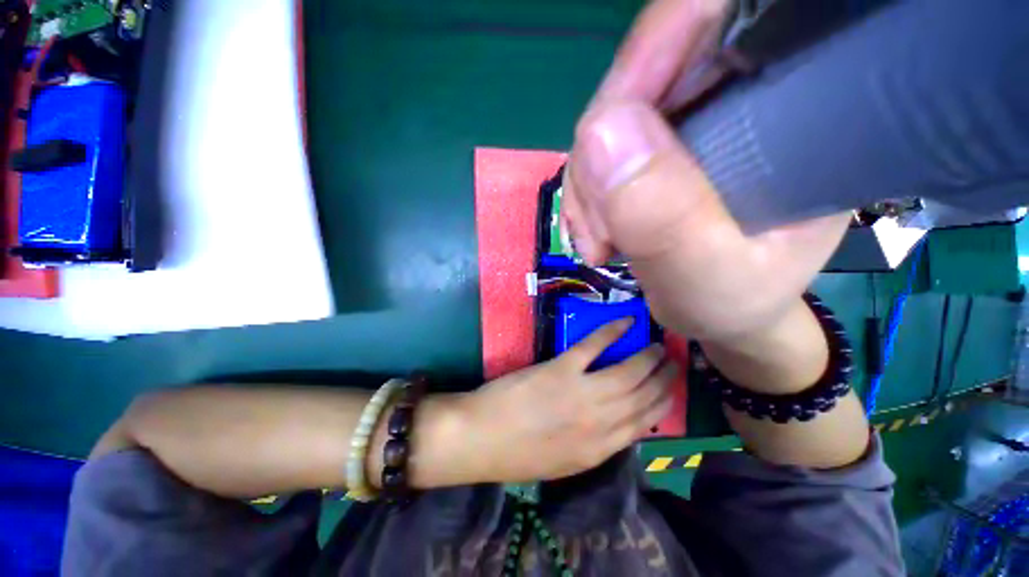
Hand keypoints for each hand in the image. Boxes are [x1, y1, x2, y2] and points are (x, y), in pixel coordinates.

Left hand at [456, 318, 677, 482]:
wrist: (482, 438)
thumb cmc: (519, 454)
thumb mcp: (565, 462)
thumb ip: (595, 445)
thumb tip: (618, 424)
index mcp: (600, 450)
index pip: (646, 424)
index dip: (665, 404)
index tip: (675, 390)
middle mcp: (600, 423)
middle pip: (644, 397)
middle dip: (665, 378)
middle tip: (674, 361)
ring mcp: (582, 393)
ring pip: (628, 372)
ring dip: (647, 356)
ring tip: (659, 344)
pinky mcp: (561, 369)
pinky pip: (593, 347)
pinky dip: (612, 332)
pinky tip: (626, 322)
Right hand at [561, 0, 849, 342]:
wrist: (723, 310)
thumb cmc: (735, 301)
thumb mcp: (706, 278)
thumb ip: (663, 218)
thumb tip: (600, 133)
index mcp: (796, 104)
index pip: (713, 18)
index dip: (645, 59)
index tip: (603, 142)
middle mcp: (744, 91)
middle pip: (642, 75)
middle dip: (599, 155)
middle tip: (599, 231)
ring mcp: (694, 117)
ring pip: (611, 119)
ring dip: (588, 184)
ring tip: (598, 242)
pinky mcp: (660, 144)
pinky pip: (601, 150)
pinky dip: (587, 191)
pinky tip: (595, 230)